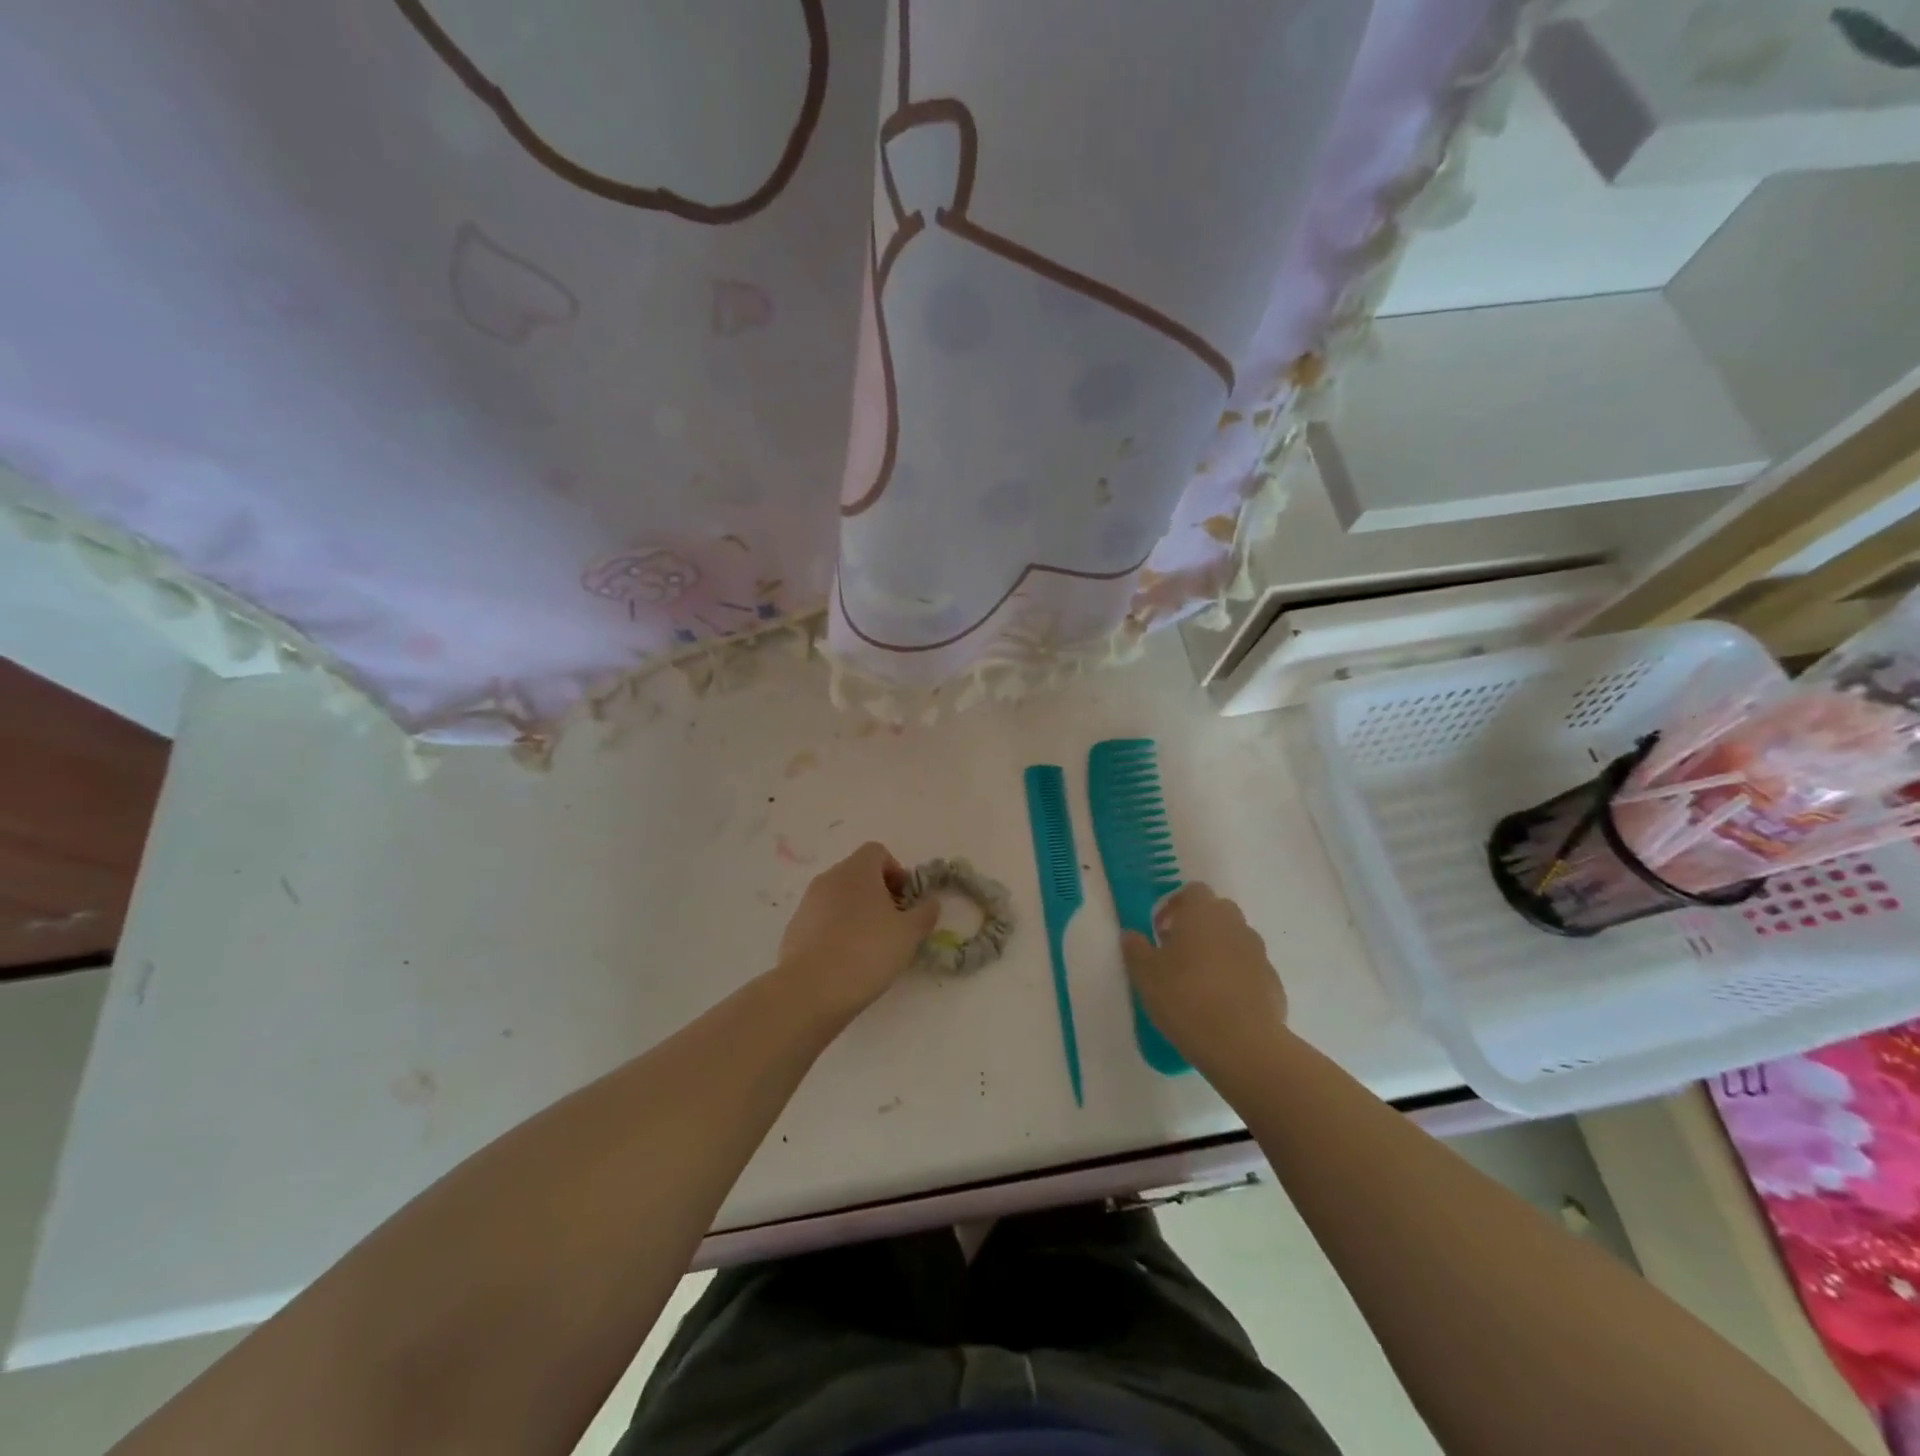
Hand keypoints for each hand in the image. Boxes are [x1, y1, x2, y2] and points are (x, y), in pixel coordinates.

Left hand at [776, 842, 939, 1022]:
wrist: (811, 989)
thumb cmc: (867, 951)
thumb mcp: (909, 934)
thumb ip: (925, 913)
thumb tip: (930, 901)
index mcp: (857, 870)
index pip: (877, 852)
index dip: (896, 871)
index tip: (905, 901)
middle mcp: (829, 878)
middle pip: (858, 874)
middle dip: (878, 894)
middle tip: (893, 925)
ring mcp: (808, 903)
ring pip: (839, 898)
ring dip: (857, 913)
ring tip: (870, 947)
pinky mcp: (794, 928)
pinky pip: (822, 920)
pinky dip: (836, 931)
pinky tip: (845, 960)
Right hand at [1121, 884, 1289, 1087]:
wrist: (1242, 1043)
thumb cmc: (1185, 997)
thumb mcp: (1145, 974)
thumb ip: (1136, 949)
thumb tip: (1131, 935)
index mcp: (1202, 913)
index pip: (1192, 891)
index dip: (1175, 906)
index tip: (1160, 930)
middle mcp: (1234, 924)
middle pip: (1217, 912)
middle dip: (1198, 926)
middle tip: (1178, 953)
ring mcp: (1259, 953)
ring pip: (1235, 941)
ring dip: (1219, 951)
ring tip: (1199, 982)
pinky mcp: (1273, 982)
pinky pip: (1250, 970)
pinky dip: (1237, 978)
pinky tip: (1222, 1005)